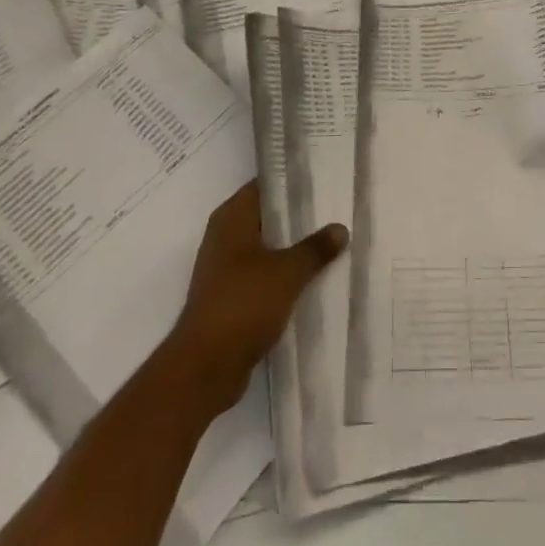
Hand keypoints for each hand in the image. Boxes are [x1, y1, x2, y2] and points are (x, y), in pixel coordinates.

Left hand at [167, 182, 347, 414]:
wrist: (205, 368)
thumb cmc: (243, 304)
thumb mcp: (287, 272)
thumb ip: (315, 248)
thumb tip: (340, 228)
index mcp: (232, 218)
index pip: (266, 184)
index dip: (293, 180)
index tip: (325, 177)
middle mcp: (225, 236)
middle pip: (268, 216)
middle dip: (299, 215)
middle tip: (336, 209)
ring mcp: (225, 268)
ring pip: (267, 247)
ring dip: (294, 247)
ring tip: (332, 241)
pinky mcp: (230, 296)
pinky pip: (264, 274)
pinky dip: (284, 274)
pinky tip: (313, 277)